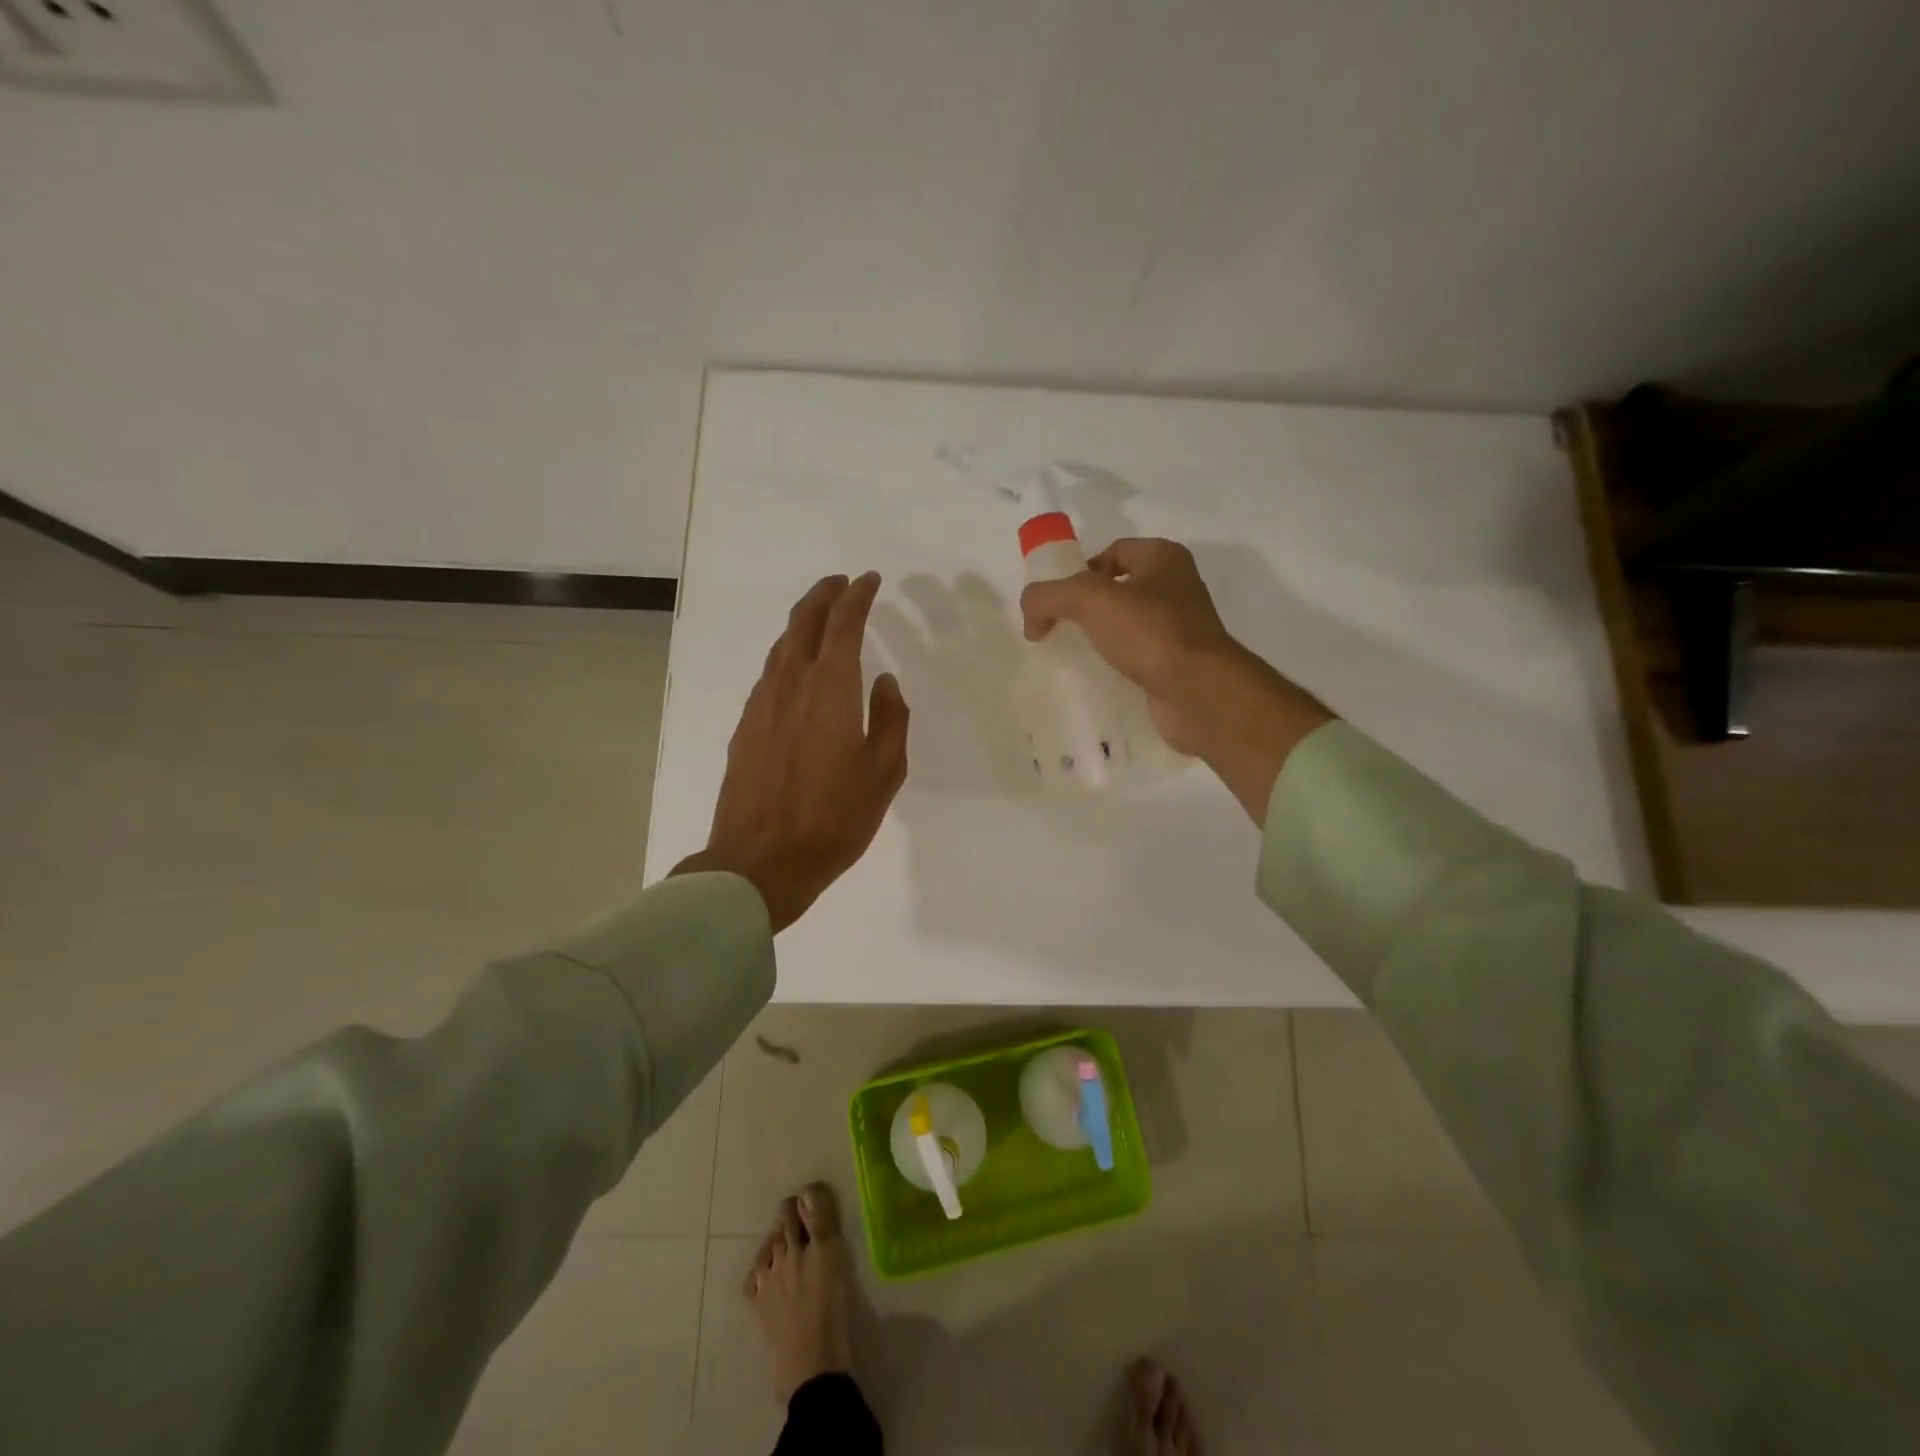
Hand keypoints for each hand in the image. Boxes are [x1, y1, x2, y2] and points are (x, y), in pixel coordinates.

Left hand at [673, 572, 908, 932]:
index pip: (843, 624)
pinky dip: (786, 656)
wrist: (761, 861)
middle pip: (803, 621)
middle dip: (823, 595)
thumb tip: (885, 683)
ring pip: (781, 646)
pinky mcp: (744, 726)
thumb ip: (890, 719)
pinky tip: (796, 671)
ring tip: (820, 620)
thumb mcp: (884, 772)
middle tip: (841, 584)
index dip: (857, 596)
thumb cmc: (833, 819)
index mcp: (830, 689)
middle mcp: (790, 684)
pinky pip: (768, 674)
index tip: (869, 581)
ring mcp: (761, 704)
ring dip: (801, 623)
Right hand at [1019, 539, 1332, 821]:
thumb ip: (1048, 596)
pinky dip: (1117, 666)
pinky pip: (1138, 658)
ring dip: (1101, 639)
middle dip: (1087, 608)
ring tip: (1074, 656)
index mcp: (1164, 558)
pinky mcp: (1177, 665)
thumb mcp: (1088, 599)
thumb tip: (1030, 616)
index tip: (1058, 601)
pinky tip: (1099, 679)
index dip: (1081, 571)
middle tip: (1059, 629)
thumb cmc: (1149, 631)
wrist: (1197, 691)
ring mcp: (1181, 629)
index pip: (1113, 552)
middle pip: (1119, 589)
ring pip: (1128, 626)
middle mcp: (1177, 588)